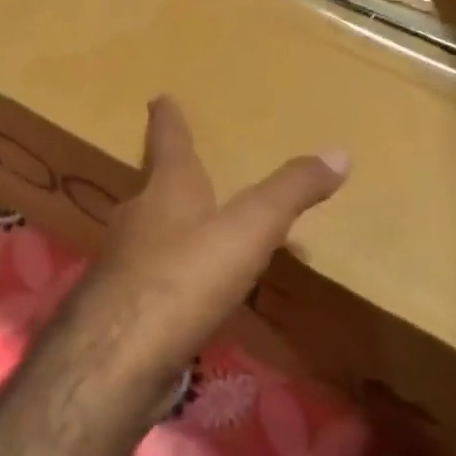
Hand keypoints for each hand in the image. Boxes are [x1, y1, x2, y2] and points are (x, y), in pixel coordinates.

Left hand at [72, 97, 348, 388]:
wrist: (116, 359)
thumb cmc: (184, 277)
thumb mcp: (249, 229)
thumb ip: (290, 192)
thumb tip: (339, 153)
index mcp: (166, 190)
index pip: (167, 140)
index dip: (167, 118)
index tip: (160, 97)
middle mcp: (137, 218)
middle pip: (153, 187)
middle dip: (168, 176)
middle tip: (185, 169)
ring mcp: (122, 264)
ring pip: (147, 234)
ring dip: (167, 227)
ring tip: (192, 231)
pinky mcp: (120, 307)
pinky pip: (149, 279)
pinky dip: (167, 276)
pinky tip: (184, 294)